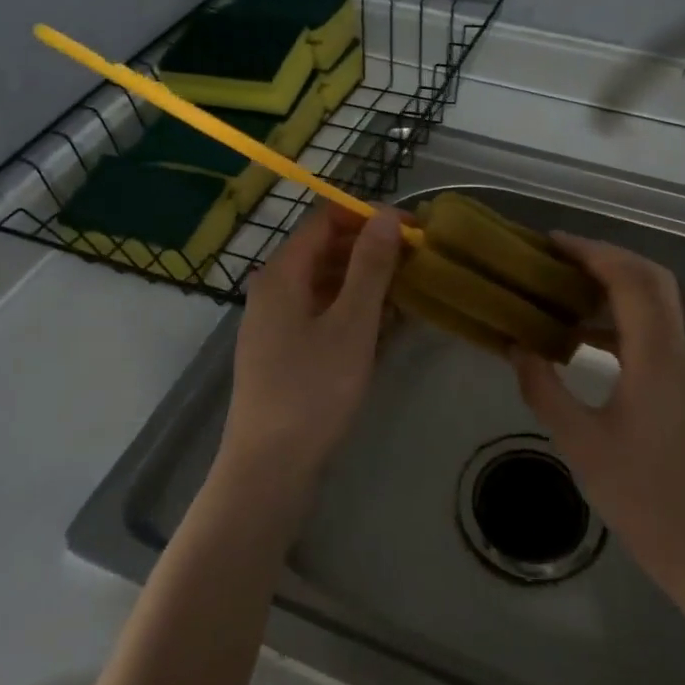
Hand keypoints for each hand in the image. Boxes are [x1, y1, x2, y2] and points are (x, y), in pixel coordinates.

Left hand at [220, 204, 403, 502]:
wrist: (268, 470)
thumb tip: (388, 215)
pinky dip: (350, 311)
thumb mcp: (351, 324)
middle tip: (416, 264)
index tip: (412, 230)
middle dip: (370, 250)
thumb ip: (370, 266)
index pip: (325, 219)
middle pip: (324, 250)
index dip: (369, 217)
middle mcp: (272, 289)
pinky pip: (320, 314)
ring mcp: (274, 323)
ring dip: (364, 283)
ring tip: (407, 295)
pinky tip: (381, 328)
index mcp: (282, 273)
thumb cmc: (312, 391)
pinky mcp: (282, 352)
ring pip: (324, 284)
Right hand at [511, 236, 684, 616]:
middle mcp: (676, 351)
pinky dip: (618, 318)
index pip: (630, 281)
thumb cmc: (641, 498)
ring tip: (564, 288)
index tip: (551, 243)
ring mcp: (682, 369)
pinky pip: (651, 332)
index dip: (592, 252)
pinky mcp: (679, 387)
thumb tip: (516, 347)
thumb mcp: (580, 444)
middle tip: (559, 258)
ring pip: (655, 303)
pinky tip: (581, 337)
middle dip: (607, 258)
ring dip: (614, 285)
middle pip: (652, 279)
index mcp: (655, 358)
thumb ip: (544, 390)